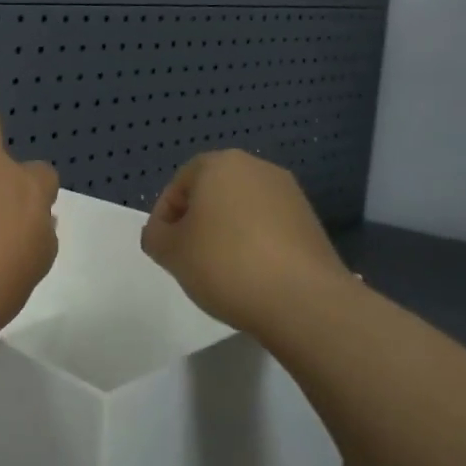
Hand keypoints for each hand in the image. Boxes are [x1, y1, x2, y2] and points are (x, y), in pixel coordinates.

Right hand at [141, 150, 351, 335]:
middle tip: (188, 259)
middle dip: (196, 223)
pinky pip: (268, 227)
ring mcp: (289, 194)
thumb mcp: (170, 252)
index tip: (164, 250)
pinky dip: (254, 245)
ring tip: (220, 271)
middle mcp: (257, 168)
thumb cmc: (225, 265)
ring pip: (241, 210)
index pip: (178, 186)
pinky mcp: (310, 221)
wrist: (303, 300)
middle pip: (211, 194)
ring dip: (225, 234)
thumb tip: (164, 234)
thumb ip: (155, 235)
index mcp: (220, 164)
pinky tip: (251, 276)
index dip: (164, 218)